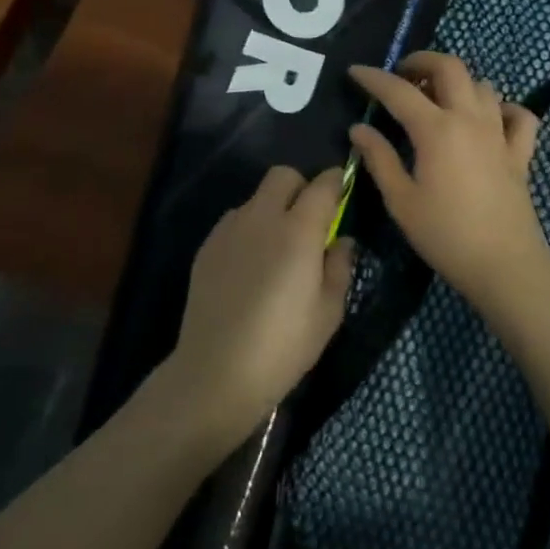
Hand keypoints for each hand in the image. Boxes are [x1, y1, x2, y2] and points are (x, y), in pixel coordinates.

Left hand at [161, 165, 354, 451]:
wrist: (216, 372)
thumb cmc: (283, 346)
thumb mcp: (328, 312)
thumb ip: (340, 266)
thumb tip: (342, 240)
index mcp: (299, 231)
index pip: (322, 185)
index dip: (336, 182)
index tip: (342, 193)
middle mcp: (262, 218)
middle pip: (283, 176)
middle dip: (301, 188)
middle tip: (308, 221)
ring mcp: (229, 230)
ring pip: (256, 198)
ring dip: (272, 209)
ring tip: (276, 249)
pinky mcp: (207, 246)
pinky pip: (234, 220)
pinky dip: (248, 229)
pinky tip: (250, 266)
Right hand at [348, 52, 549, 308]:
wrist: (504, 264)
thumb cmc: (445, 234)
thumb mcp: (401, 200)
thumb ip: (379, 158)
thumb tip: (359, 128)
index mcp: (436, 129)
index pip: (399, 91)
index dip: (374, 78)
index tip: (355, 72)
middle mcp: (470, 119)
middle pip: (450, 67)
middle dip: (422, 61)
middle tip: (402, 75)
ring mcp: (500, 133)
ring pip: (483, 86)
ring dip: (458, 83)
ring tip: (437, 98)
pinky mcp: (520, 153)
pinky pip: (518, 116)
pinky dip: (503, 109)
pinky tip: (490, 119)